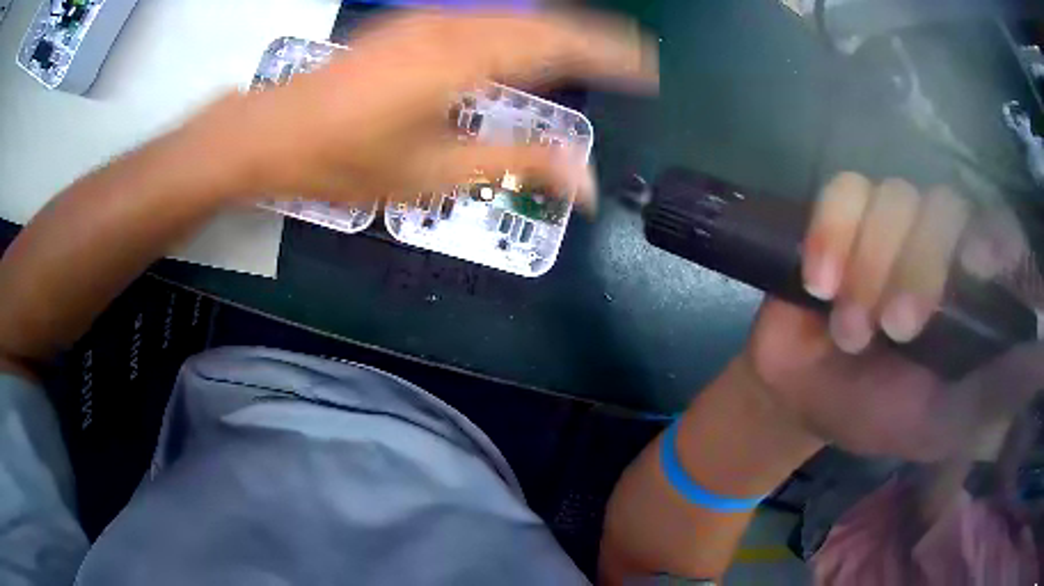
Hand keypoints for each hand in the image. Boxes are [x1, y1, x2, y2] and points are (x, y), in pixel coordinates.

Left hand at [189, 11, 656, 207]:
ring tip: (589, 57)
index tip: (647, 68)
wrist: (274, 133)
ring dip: (557, 33)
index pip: (562, 45)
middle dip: (593, 40)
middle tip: (628, 61)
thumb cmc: (347, 161)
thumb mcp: (435, 174)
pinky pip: (483, 19)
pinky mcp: (409, 26)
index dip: (612, 54)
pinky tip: (524, 50)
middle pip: (544, 22)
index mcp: (466, 59)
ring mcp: (428, 21)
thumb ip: (517, 165)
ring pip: (514, 16)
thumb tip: (586, 182)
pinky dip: (518, 32)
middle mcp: (454, 27)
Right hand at [744, 173, 1043, 461]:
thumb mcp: (940, 424)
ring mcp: (891, 221)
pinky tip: (818, 284)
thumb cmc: (878, 414)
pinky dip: (831, 233)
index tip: (974, 267)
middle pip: (945, 205)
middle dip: (918, 264)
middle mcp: (939, 243)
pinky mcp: (843, 214)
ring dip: (869, 265)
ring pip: (893, 195)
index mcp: (971, 292)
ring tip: (850, 330)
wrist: (804, 396)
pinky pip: (842, 190)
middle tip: (893, 328)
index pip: (999, 231)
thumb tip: (1041, 363)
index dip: (993, 235)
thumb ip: (992, 398)